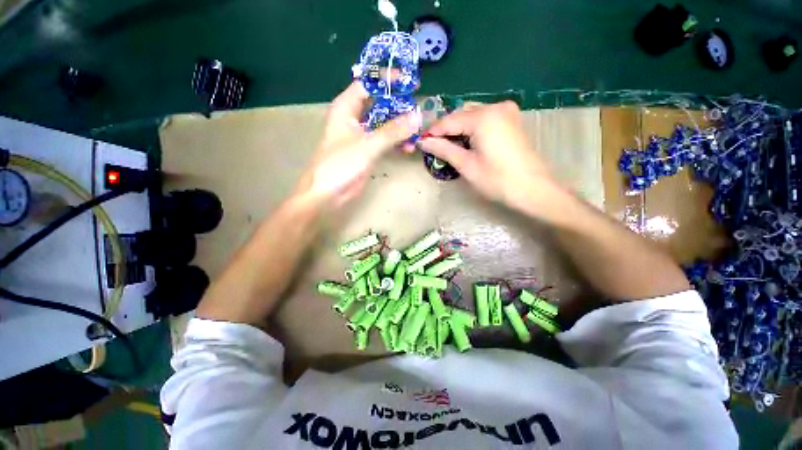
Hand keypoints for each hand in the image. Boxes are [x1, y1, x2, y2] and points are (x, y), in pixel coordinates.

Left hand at [295, 81, 421, 207]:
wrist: (328, 193)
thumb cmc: (340, 165)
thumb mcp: (368, 145)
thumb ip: (393, 131)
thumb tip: (418, 116)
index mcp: (346, 107)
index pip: (368, 84)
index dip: (388, 80)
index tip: (410, 83)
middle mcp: (354, 118)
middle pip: (379, 104)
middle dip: (399, 107)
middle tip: (419, 110)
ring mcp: (362, 135)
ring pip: (385, 124)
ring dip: (400, 128)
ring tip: (417, 133)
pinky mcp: (368, 151)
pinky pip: (386, 141)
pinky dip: (397, 143)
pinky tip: (408, 148)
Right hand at [419, 101, 557, 211]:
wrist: (533, 189)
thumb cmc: (497, 180)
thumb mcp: (466, 165)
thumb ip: (443, 149)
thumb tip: (423, 142)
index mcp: (483, 117)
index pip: (449, 120)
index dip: (433, 132)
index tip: (420, 141)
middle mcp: (495, 106)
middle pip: (461, 114)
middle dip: (446, 129)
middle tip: (433, 146)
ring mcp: (506, 111)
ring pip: (473, 114)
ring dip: (458, 128)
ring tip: (448, 146)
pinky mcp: (512, 119)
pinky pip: (485, 118)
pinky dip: (472, 128)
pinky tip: (466, 142)